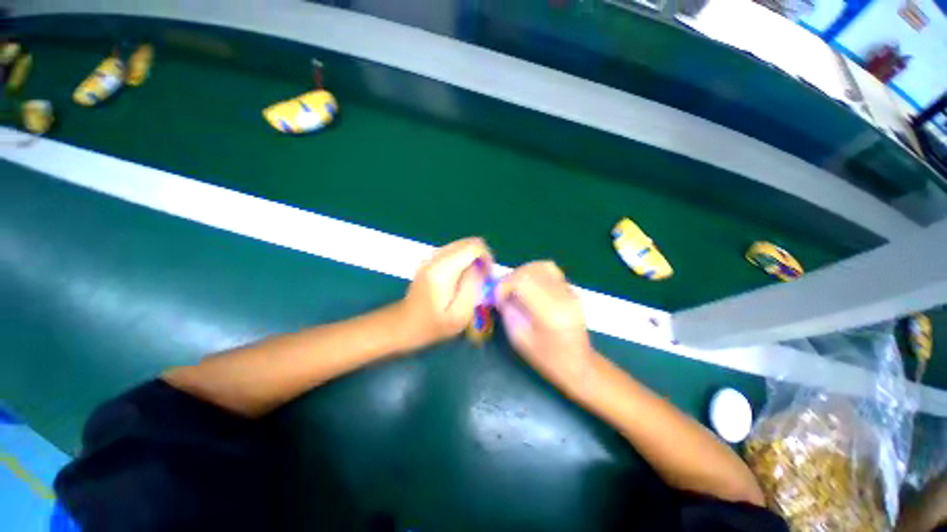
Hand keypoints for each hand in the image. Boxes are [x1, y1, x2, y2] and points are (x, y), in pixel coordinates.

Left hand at [397, 237, 492, 350]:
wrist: (404, 325)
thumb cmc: (433, 325)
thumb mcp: (459, 314)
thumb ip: (472, 287)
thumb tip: (479, 267)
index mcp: (442, 270)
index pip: (473, 246)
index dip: (486, 258)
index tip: (487, 277)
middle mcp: (436, 257)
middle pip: (468, 243)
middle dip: (481, 258)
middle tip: (482, 280)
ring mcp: (431, 257)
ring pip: (462, 246)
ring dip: (473, 259)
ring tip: (472, 281)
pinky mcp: (430, 261)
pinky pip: (454, 252)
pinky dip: (464, 261)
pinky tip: (461, 279)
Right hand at [497, 261, 598, 394]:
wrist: (579, 364)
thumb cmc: (547, 359)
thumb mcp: (520, 339)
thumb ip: (508, 312)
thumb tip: (500, 294)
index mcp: (550, 313)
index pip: (523, 281)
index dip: (505, 284)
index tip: (498, 297)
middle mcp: (563, 297)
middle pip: (532, 270)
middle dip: (512, 277)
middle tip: (504, 292)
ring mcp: (571, 292)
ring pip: (543, 266)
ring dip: (524, 272)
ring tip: (516, 286)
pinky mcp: (573, 290)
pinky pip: (552, 271)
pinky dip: (536, 274)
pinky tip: (531, 287)